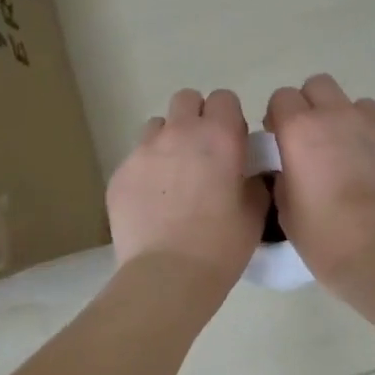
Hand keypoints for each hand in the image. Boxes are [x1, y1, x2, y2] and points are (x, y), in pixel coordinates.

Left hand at [108, 88, 268, 287]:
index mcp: (218, 136)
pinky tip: (152, 203)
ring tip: (174, 176)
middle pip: (186, 100)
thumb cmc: (220, 246)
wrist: (166, 275)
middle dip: (196, 118)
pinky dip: (146, 171)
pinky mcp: (119, 175)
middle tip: (203, 154)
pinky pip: (135, 159)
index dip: (229, 119)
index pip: (224, 99)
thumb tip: (247, 173)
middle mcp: (178, 133)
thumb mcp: (254, 214)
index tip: (232, 145)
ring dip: (168, 140)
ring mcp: (143, 151)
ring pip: (156, 126)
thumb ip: (253, 181)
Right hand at [264, 75, 374, 287]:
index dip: (281, 119)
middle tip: (319, 145)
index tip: (285, 142)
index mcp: (302, 130)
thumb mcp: (285, 208)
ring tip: (361, 164)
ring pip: (362, 107)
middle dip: (314, 108)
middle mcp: (343, 115)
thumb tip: (293, 161)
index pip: (282, 97)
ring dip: (354, 126)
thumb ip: (285, 171)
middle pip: (320, 86)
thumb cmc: (326, 241)